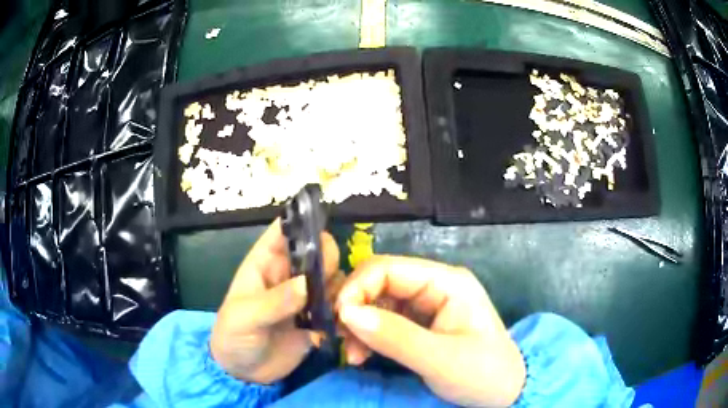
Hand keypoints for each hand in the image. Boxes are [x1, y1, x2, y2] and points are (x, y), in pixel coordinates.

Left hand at [211, 219, 341, 383]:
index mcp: (265, 263)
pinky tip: (343, 323)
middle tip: (327, 282)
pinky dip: (345, 311)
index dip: (302, 222)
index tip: (322, 225)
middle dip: (327, 260)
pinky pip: (338, 306)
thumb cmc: (233, 336)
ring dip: (340, 288)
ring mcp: (305, 297)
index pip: (284, 231)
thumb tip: (307, 284)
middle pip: (317, 251)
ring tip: (338, 307)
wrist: (244, 373)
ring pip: (333, 278)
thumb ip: (274, 302)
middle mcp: (289, 275)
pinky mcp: (318, 319)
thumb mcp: (245, 317)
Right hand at [336, 255, 525, 406]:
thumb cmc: (482, 374)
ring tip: (353, 355)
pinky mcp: (420, 324)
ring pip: (377, 302)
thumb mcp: (440, 359)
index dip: (357, 288)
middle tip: (341, 339)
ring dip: (358, 325)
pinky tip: (361, 355)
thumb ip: (394, 336)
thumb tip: (346, 313)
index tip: (339, 319)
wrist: (504, 393)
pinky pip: (384, 321)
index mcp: (447, 282)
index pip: (388, 268)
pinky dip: (368, 336)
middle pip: (379, 283)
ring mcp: (427, 305)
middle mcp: (434, 286)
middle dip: (355, 308)